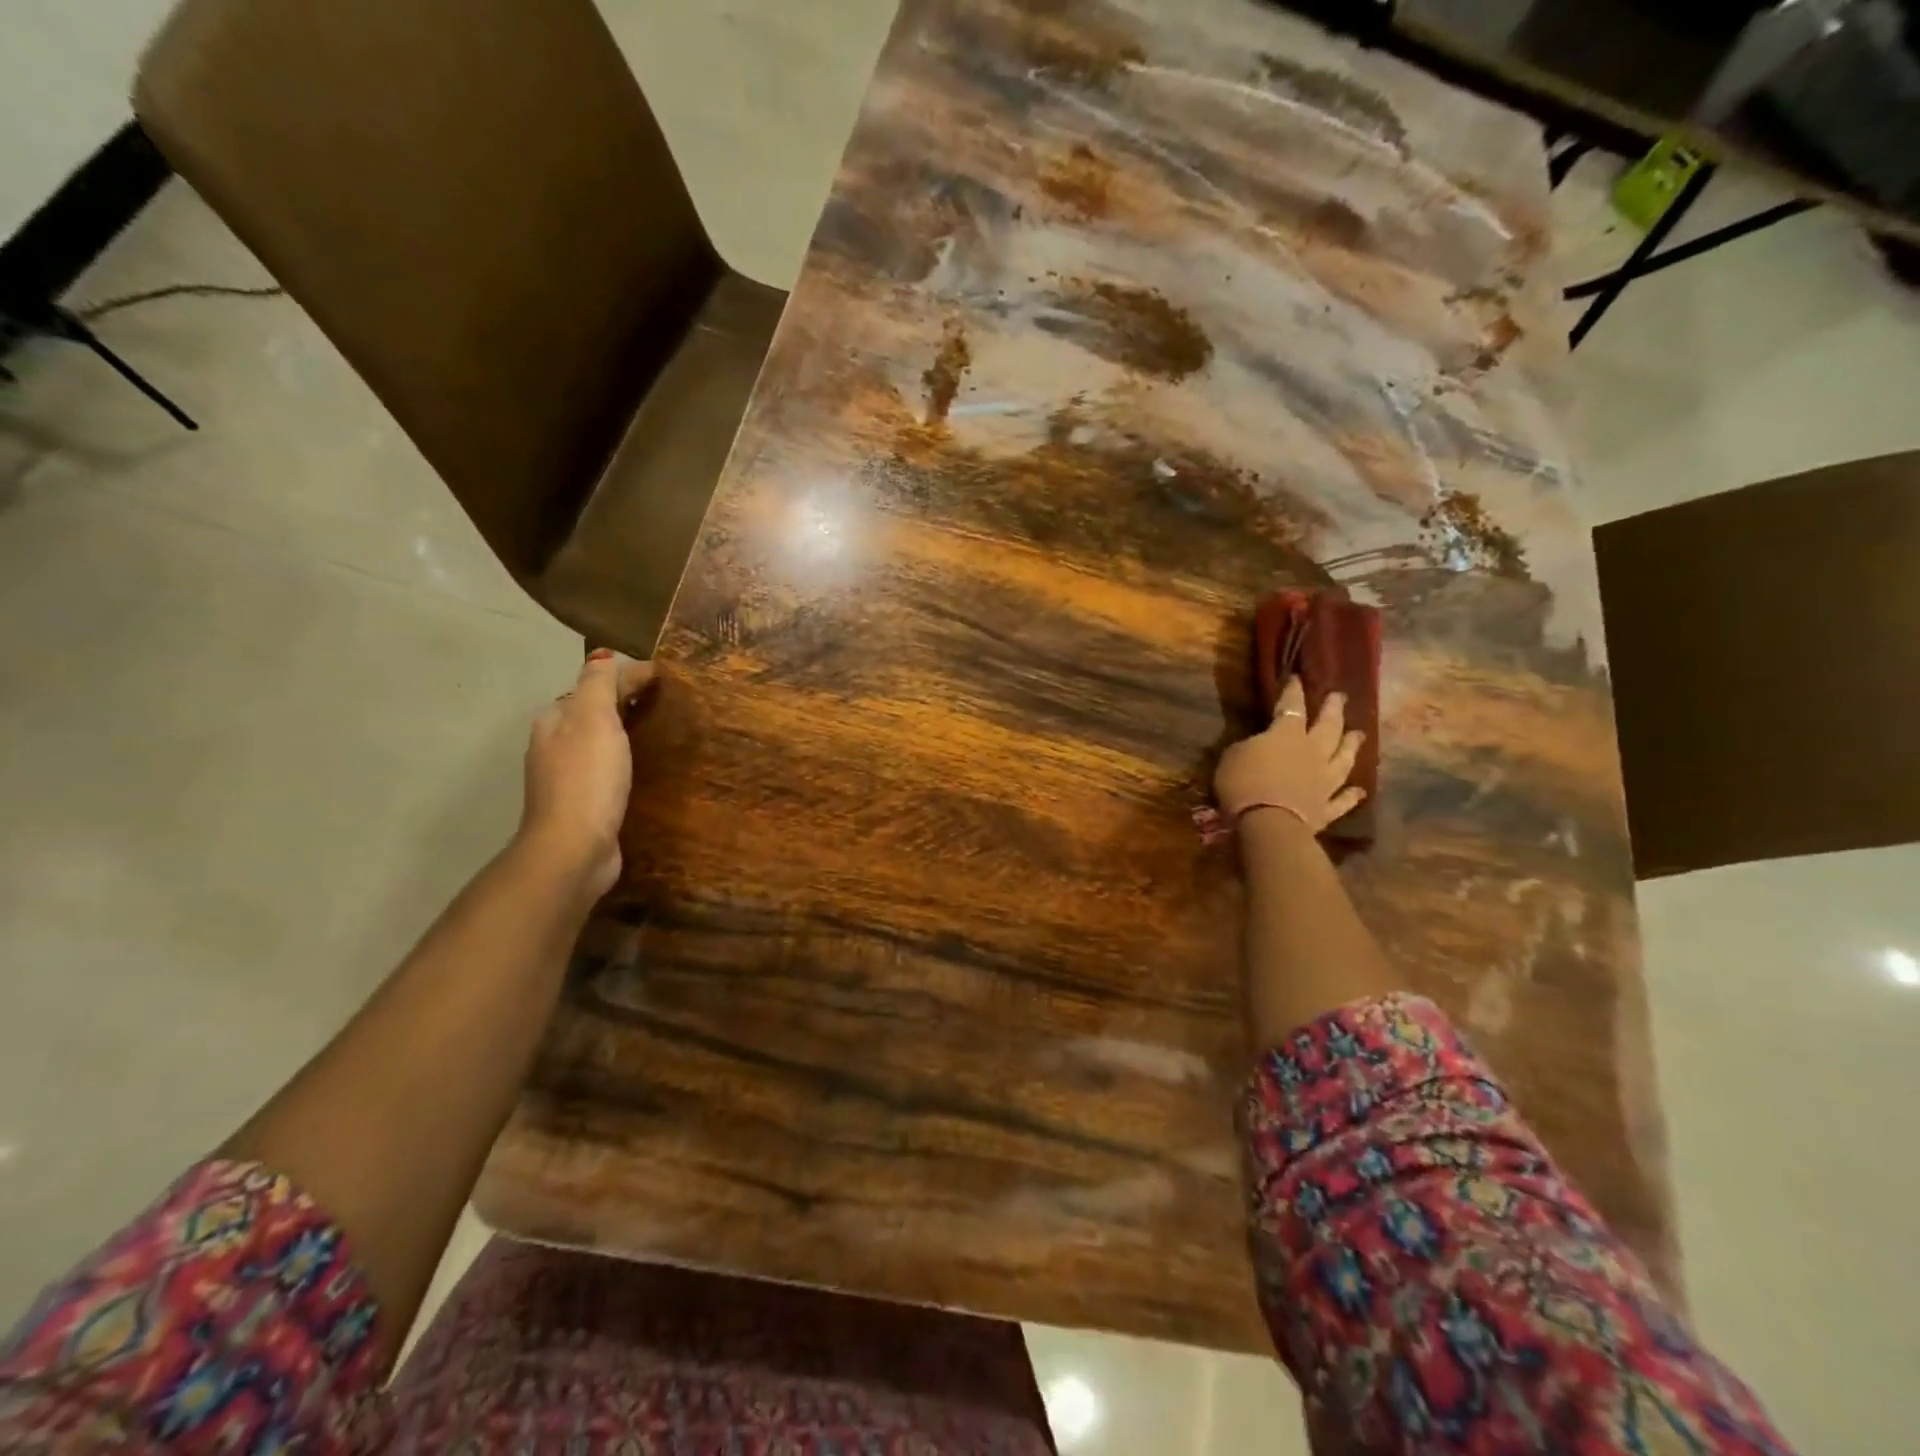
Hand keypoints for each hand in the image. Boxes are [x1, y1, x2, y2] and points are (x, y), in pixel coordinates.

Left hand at [518, 649, 655, 898]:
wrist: (574, 848)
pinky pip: (609, 772)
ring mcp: (568, 779)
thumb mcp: (594, 719)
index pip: (593, 686)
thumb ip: (599, 683)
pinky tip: (646, 771)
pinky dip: (626, 763)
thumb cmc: (587, 778)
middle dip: (625, 705)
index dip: (627, 677)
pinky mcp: (585, 806)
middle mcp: (555, 746)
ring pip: (600, 744)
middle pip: (593, 714)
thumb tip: (604, 654)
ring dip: (626, 735)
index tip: (667, 677)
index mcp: (555, 721)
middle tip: (669, 704)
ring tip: (663, 735)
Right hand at [1214, 676, 1365, 832]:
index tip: (1298, 677)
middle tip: (1340, 697)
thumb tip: (1257, 744)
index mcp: (1287, 735)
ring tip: (1359, 734)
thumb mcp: (1232, 756)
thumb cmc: (1244, 783)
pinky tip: (1360, 790)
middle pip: (1328, 727)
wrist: (1268, 824)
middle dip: (1333, 710)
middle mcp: (1313, 753)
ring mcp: (1324, 781)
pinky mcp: (1326, 809)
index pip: (1291, 706)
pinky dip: (1351, 795)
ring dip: (1351, 745)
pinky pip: (1342, 800)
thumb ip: (1248, 746)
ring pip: (1343, 759)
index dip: (1294, 691)